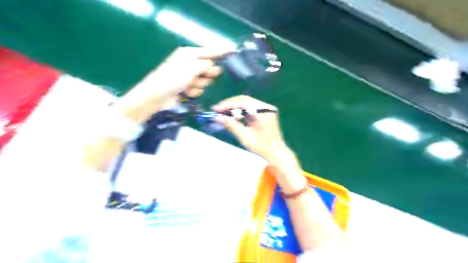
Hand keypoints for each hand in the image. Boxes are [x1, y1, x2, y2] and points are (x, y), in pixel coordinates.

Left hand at [114, 47, 229, 123]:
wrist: (155, 98)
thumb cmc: (169, 81)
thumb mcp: (188, 71)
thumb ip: (203, 66)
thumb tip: (213, 65)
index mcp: (188, 54)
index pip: (209, 52)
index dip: (221, 52)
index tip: (233, 52)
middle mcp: (190, 63)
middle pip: (210, 67)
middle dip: (207, 74)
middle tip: (199, 78)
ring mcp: (189, 76)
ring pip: (205, 80)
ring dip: (199, 85)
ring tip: (188, 87)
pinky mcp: (188, 86)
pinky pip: (199, 88)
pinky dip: (194, 92)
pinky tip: (186, 93)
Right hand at [213, 95, 288, 161]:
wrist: (275, 153)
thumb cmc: (262, 147)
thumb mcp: (245, 137)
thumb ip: (231, 125)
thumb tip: (217, 117)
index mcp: (264, 112)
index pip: (244, 102)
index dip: (228, 104)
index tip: (216, 109)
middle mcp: (266, 107)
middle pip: (245, 100)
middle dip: (230, 104)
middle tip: (217, 110)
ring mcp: (265, 109)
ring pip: (246, 103)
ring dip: (234, 107)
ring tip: (221, 112)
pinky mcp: (263, 113)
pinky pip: (249, 108)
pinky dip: (239, 111)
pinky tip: (231, 115)